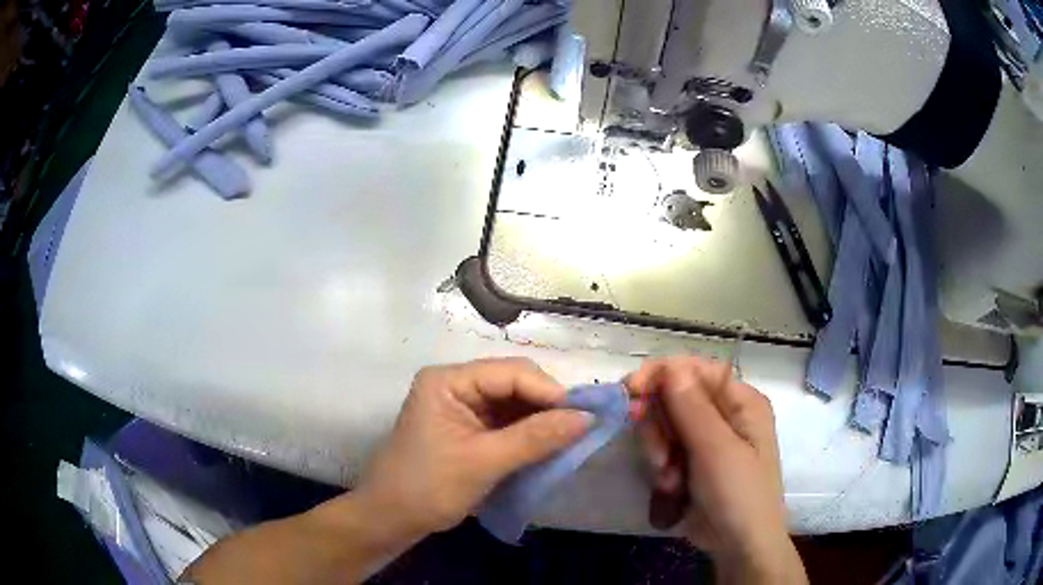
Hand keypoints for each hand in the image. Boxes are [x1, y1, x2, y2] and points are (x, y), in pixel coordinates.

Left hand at [354, 358, 590, 539]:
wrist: (392, 518)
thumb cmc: (428, 487)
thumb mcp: (483, 462)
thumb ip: (535, 438)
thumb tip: (587, 418)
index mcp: (449, 381)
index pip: (510, 373)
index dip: (549, 392)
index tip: (583, 417)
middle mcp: (456, 384)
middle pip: (514, 383)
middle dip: (547, 405)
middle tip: (579, 429)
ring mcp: (462, 406)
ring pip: (515, 403)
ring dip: (541, 420)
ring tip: (569, 438)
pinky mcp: (469, 427)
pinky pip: (508, 421)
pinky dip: (529, 433)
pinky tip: (548, 445)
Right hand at [628, 357, 805, 583]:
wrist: (739, 547)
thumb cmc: (738, 494)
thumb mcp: (716, 450)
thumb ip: (691, 407)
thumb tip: (669, 365)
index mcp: (741, 400)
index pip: (695, 369)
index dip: (661, 374)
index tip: (631, 391)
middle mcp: (725, 413)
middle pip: (675, 397)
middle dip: (660, 426)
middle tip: (658, 456)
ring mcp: (708, 439)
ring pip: (665, 425)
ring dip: (659, 451)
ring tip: (668, 480)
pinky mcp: (693, 461)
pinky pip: (665, 450)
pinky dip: (661, 468)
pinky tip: (670, 488)